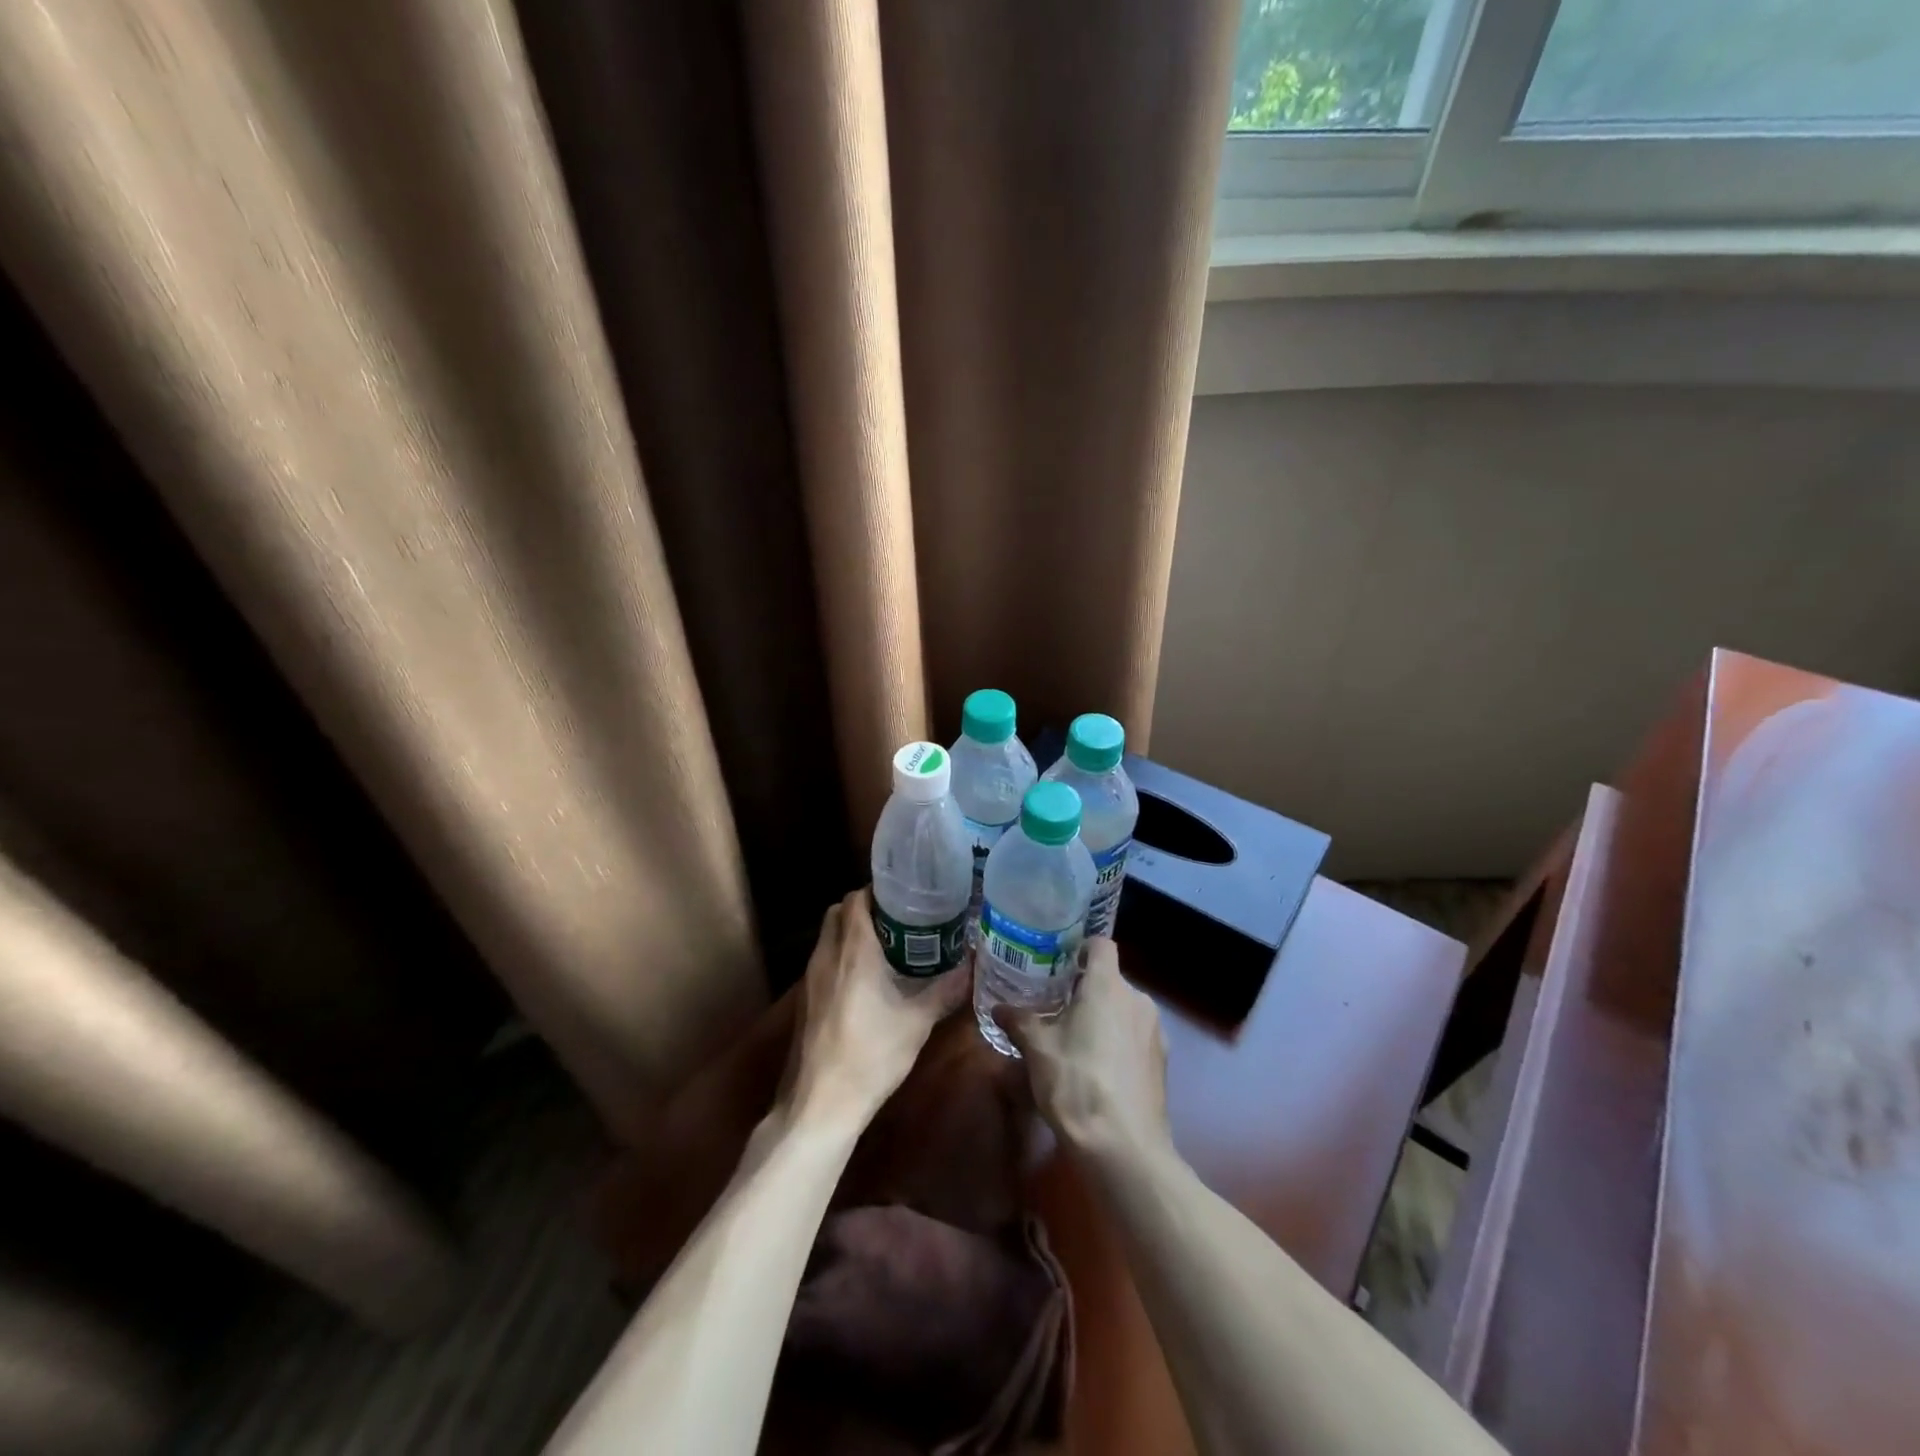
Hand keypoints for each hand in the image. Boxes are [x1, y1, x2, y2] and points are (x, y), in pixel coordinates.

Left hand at [788, 888, 968, 1125]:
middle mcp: (827, 955)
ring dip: (852, 932)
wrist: (820, 1103)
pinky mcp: (805, 1000)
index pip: (857, 899)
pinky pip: (824, 960)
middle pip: (839, 911)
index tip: (906, 897)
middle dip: (866, 908)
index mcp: (853, 950)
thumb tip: (972, 965)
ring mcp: (810, 978)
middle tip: (900, 919)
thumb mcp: (917, 1023)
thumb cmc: (871, 1055)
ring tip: (889, 946)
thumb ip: (946, 990)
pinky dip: (842, 956)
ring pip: (829, 936)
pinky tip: (867, 980)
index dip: (878, 891)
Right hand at [993, 938, 1172, 1161]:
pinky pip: (1135, 1036)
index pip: (1100, 945)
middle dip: (1085, 989)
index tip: (1058, 962)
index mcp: (1108, 986)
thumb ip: (1019, 1021)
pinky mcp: (1162, 1061)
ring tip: (1074, 1039)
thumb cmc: (1076, 1084)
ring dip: (1102, 1016)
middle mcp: (1137, 999)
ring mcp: (1155, 1031)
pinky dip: (1117, 1041)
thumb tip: (999, 1009)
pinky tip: (1097, 1068)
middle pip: (1110, 979)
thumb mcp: (1037, 1050)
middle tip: (1056, 1005)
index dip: (1080, 948)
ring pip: (1124, 1009)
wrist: (1124, 1148)